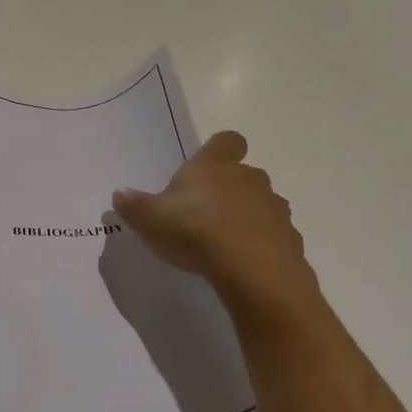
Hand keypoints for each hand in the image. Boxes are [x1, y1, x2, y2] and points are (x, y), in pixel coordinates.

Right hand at [112, 132, 312, 295]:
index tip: (206, 168)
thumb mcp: (150, 219)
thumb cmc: (194, 230)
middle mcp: (249, 179)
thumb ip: (134, 205)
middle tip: (205, 215)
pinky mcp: (290, 240)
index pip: (227, 141)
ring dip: (247, 219)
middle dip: (229, 191)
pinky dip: (261, 247)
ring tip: (224, 245)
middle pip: (244, 175)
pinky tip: (243, 266)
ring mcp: (274, 209)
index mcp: (215, 165)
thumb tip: (120, 194)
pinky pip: (274, 237)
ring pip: (261, 206)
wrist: (251, 271)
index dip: (219, 151)